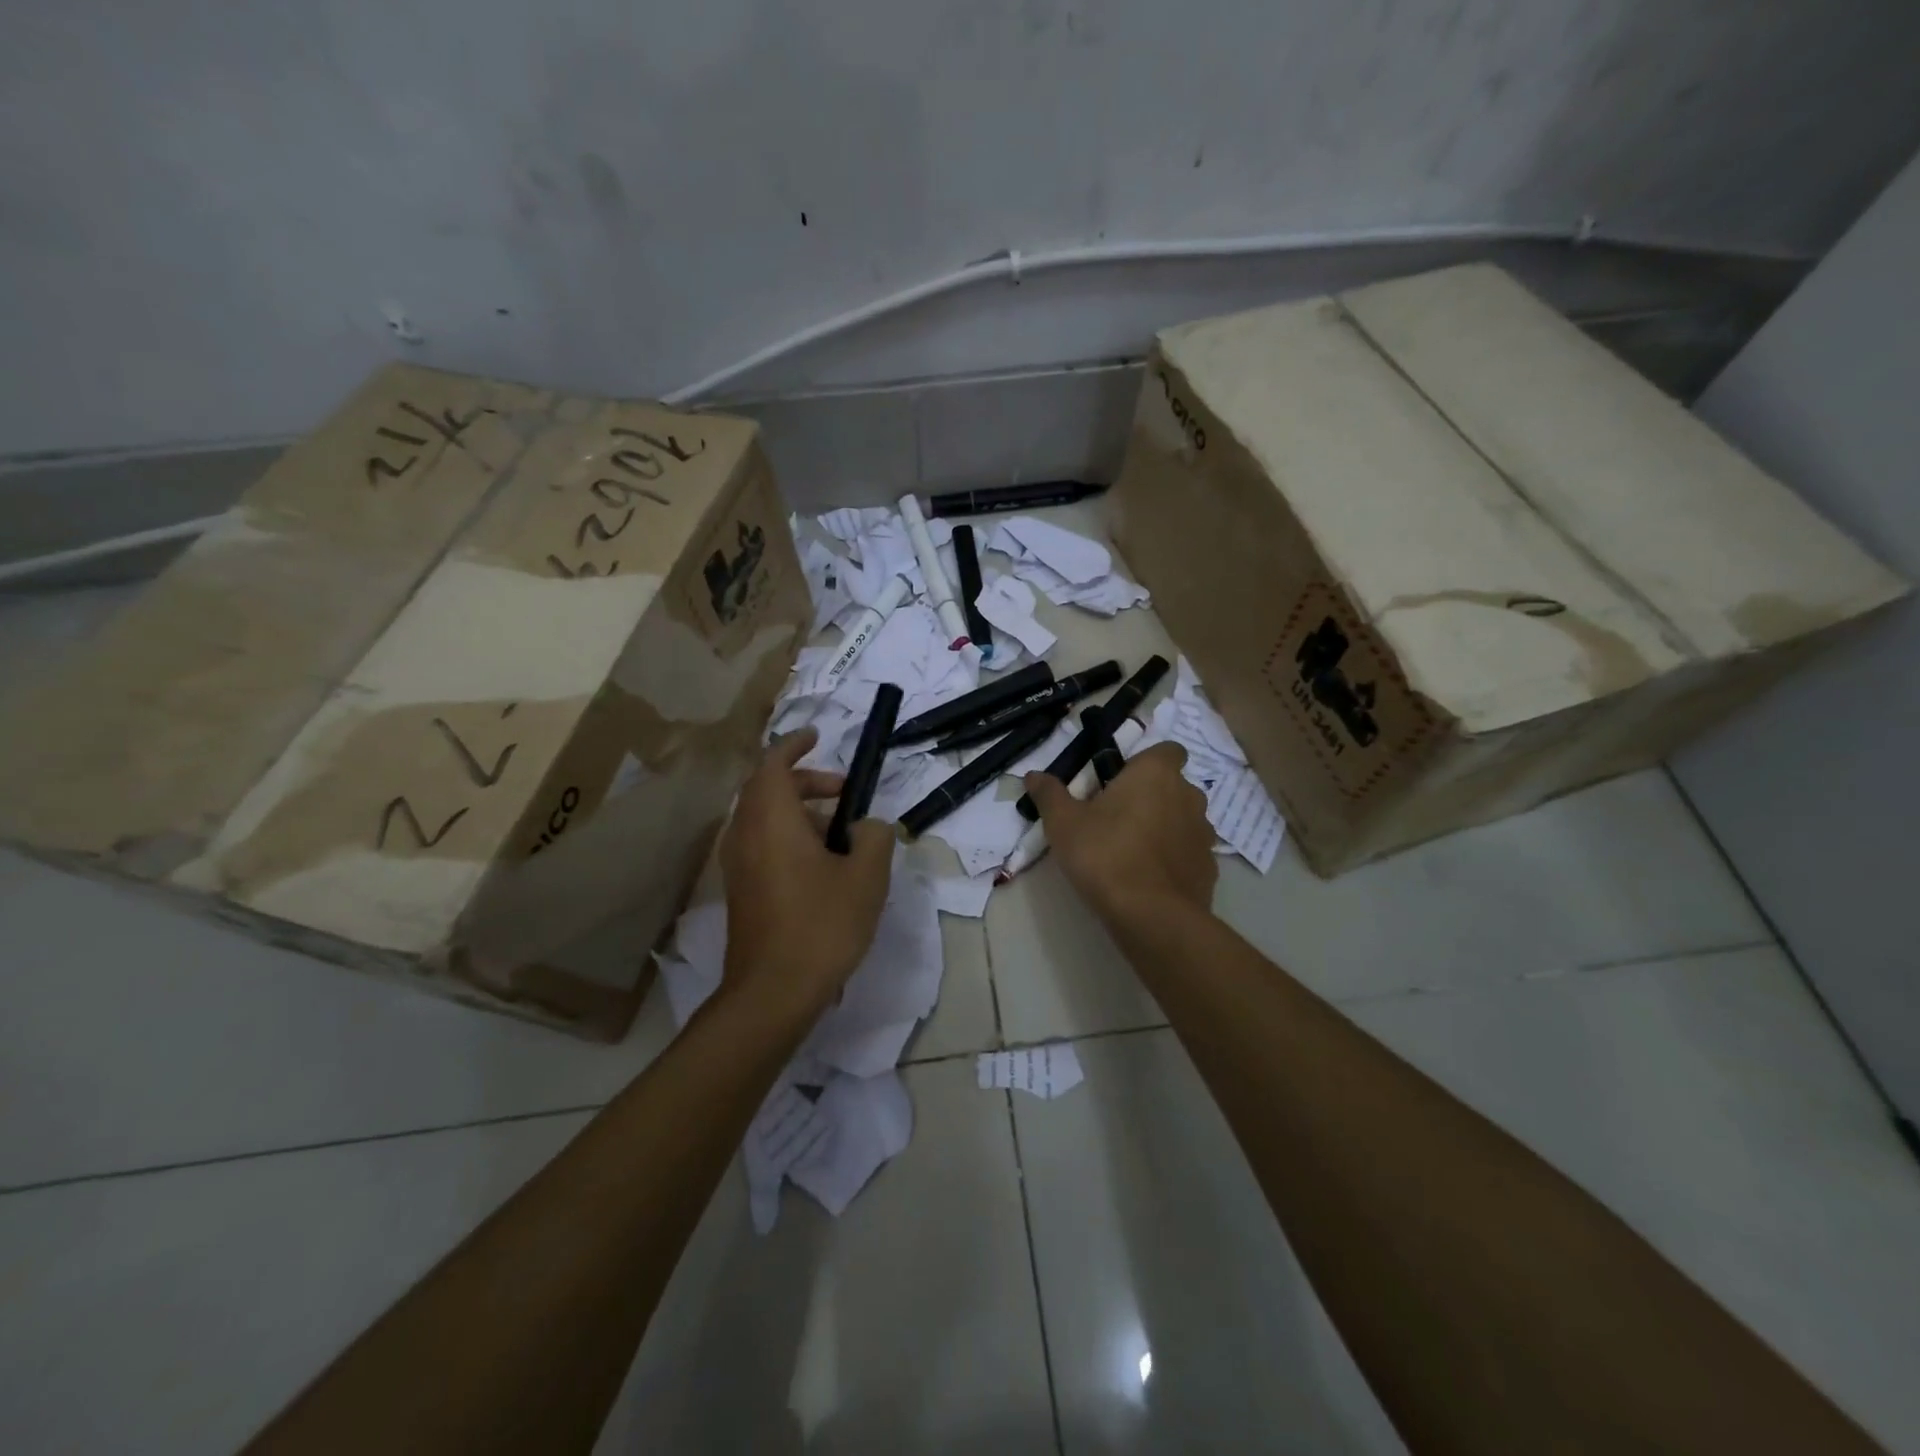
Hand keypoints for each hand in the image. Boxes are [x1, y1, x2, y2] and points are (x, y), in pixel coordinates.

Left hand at [720, 729, 893, 1017]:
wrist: (773, 992)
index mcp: (771, 819)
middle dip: (806, 782)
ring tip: (842, 836)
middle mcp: (745, 834)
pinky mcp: (741, 890)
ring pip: (765, 819)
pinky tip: (823, 868)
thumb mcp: (867, 876)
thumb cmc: (822, 924)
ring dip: (800, 813)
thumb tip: (867, 827)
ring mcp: (737, 865)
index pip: (773, 763)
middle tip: (843, 793)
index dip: (795, 745)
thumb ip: (874, 836)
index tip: (817, 737)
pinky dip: (789, 837)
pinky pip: (762, 844)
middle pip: (768, 789)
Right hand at [1023, 743, 1215, 922]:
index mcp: (1156, 773)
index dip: (1147, 762)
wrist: (1151, 916)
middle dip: (1151, 796)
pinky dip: (1173, 858)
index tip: (1121, 780)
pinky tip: (1148, 877)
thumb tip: (1033, 775)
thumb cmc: (1105, 854)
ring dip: (1164, 827)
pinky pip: (1188, 852)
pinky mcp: (1208, 867)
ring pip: (1183, 819)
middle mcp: (1188, 795)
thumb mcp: (1063, 823)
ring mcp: (1203, 833)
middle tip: (1117, 817)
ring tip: (1132, 850)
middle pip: (1173, 786)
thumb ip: (1050, 794)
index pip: (1167, 750)